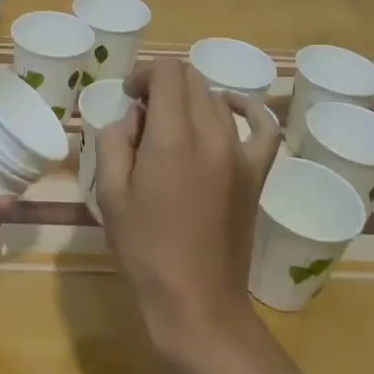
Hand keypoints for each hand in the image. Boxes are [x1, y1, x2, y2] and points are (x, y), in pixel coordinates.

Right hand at [94, 57, 279, 359]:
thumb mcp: (110, 193)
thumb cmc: (145, 250)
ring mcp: (240, 153)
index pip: (167, 72)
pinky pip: (263, 126)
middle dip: (163, 85)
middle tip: (142, 115)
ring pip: (216, 99)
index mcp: (171, 138)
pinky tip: (230, 109)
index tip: (128, 96)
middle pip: (191, 79)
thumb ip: (115, 140)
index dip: (143, 74)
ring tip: (171, 127)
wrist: (197, 301)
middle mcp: (211, 134)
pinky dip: (247, 108)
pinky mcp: (257, 172)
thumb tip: (133, 117)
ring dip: (190, 100)